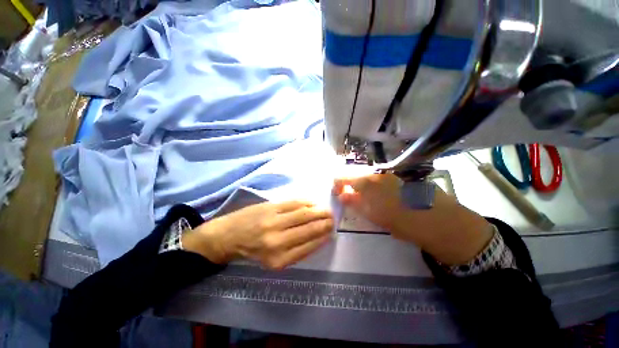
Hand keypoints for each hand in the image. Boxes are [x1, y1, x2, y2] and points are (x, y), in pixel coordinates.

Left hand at [182, 201, 333, 269]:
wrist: (227, 236)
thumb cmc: (251, 250)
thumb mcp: (273, 260)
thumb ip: (295, 251)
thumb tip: (317, 238)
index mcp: (279, 260)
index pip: (309, 246)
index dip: (323, 238)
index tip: (331, 232)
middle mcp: (278, 242)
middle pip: (309, 229)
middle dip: (325, 223)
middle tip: (333, 219)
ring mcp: (274, 222)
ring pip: (304, 214)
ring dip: (319, 211)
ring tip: (327, 210)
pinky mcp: (270, 208)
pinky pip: (294, 203)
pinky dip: (307, 202)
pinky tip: (314, 203)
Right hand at [333, 173, 492, 264]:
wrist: (443, 223)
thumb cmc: (407, 224)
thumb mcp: (377, 216)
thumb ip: (357, 203)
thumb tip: (342, 195)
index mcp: (371, 183)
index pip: (346, 177)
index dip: (337, 183)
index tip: (335, 191)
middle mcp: (379, 175)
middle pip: (356, 175)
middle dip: (349, 185)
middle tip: (347, 196)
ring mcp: (391, 176)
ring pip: (368, 178)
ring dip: (361, 186)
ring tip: (362, 198)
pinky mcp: (400, 179)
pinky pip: (380, 180)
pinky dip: (373, 187)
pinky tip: (377, 196)